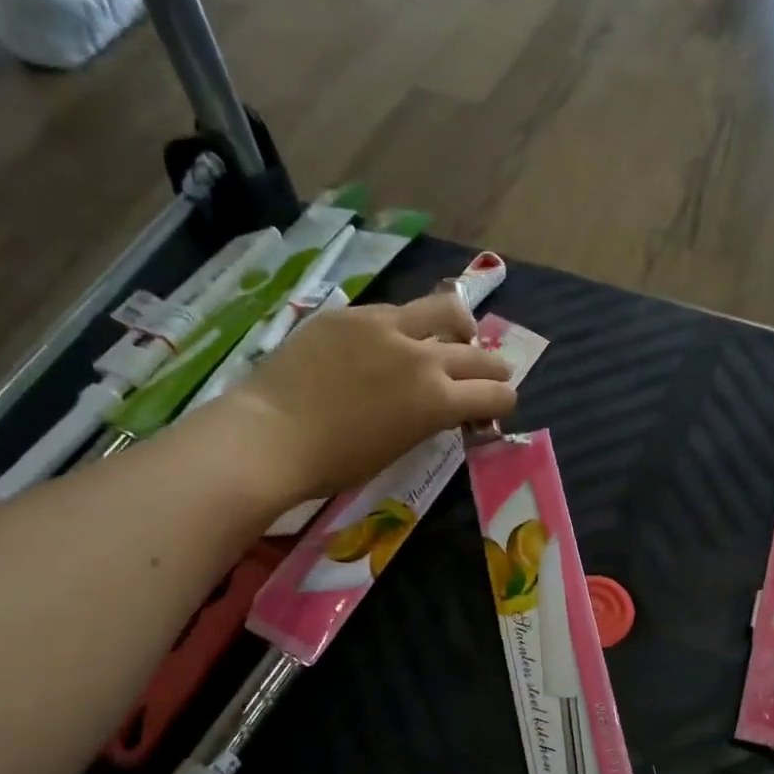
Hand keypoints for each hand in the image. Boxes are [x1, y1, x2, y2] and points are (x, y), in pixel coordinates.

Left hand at [222, 292, 517, 500]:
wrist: (271, 435)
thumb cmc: (336, 463)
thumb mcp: (400, 447)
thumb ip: (430, 418)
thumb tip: (445, 407)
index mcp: (439, 400)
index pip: (498, 393)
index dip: (502, 403)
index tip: (492, 410)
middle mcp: (424, 356)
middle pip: (480, 353)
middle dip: (494, 368)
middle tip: (490, 375)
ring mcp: (386, 327)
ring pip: (446, 310)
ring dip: (461, 327)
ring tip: (456, 335)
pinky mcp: (352, 313)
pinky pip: (394, 311)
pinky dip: (406, 326)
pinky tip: (391, 339)